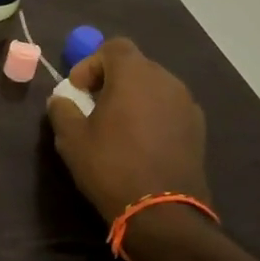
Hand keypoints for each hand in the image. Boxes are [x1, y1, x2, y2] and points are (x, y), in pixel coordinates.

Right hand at [46, 38, 209, 223]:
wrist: (162, 213)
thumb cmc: (111, 166)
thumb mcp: (71, 138)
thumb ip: (62, 110)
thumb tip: (61, 100)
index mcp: (134, 75)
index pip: (114, 47)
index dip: (91, 63)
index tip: (78, 90)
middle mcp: (166, 81)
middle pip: (135, 66)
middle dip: (112, 80)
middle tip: (93, 106)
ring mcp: (187, 105)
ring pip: (154, 88)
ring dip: (133, 98)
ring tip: (117, 127)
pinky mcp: (198, 129)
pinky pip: (169, 109)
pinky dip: (152, 115)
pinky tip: (140, 143)